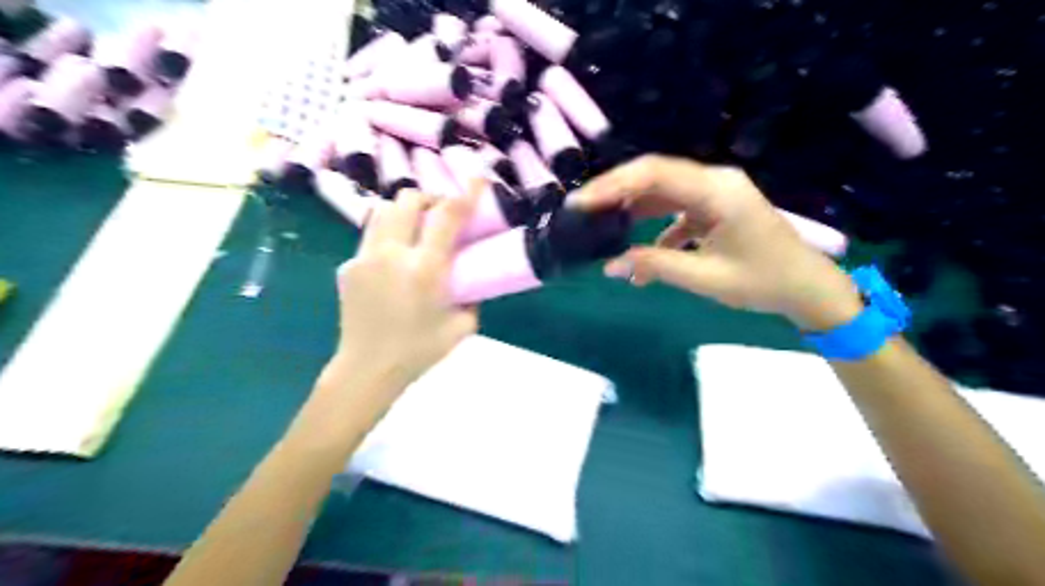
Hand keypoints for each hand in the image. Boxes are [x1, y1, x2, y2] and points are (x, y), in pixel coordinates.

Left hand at [319, 182, 481, 410]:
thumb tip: (472, 277)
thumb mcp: (463, 326)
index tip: (477, 180)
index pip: (446, 217)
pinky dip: (388, 237)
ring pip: (383, 211)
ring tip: (415, 230)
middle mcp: (392, 254)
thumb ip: (472, 296)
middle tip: (440, 215)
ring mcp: (365, 257)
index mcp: (425, 269)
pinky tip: (394, 261)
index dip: (464, 194)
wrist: (368, 368)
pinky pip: (371, 237)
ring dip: (405, 212)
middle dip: (429, 199)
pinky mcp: (349, 266)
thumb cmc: (419, 351)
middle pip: (407, 200)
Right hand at [571, 154, 864, 330]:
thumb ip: (655, 266)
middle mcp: (715, 181)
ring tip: (601, 225)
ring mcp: (715, 191)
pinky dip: (654, 226)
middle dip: (615, 191)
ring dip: (632, 207)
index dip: (613, 185)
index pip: (655, 174)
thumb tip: (609, 266)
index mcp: (717, 190)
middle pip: (655, 175)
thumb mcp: (705, 278)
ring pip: (662, 190)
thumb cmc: (762, 282)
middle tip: (582, 211)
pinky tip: (641, 252)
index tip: (580, 203)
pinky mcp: (714, 206)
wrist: (806, 287)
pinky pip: (675, 208)